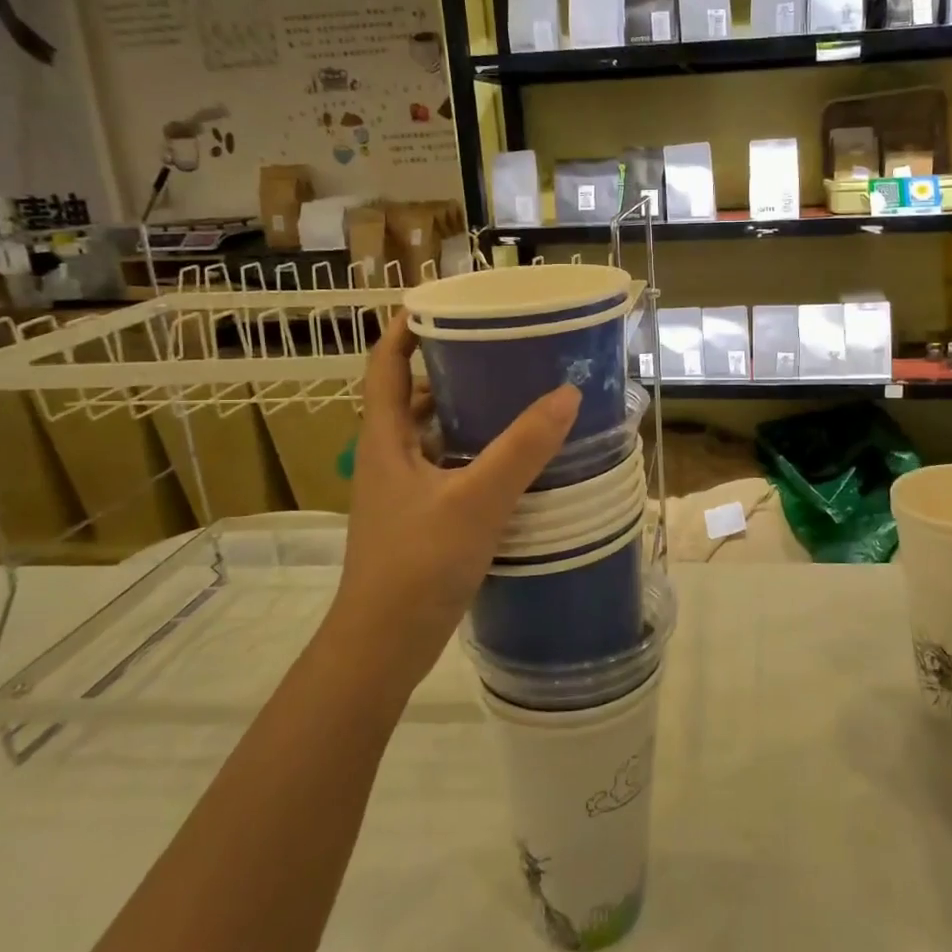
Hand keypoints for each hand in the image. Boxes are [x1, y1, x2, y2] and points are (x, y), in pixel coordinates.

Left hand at [325, 314, 579, 703]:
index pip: (384, 367)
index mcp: (386, 440)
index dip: (403, 330)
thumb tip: (567, 394)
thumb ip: (522, 448)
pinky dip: (474, 456)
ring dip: (464, 415)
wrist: (383, 646)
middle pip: (410, 398)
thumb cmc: (417, 563)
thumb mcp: (476, 499)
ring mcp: (402, 494)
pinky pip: (447, 471)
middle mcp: (389, 459)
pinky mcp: (420, 522)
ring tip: (514, 400)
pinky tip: (512, 464)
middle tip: (498, 351)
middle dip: (448, 370)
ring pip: (431, 438)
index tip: (439, 304)